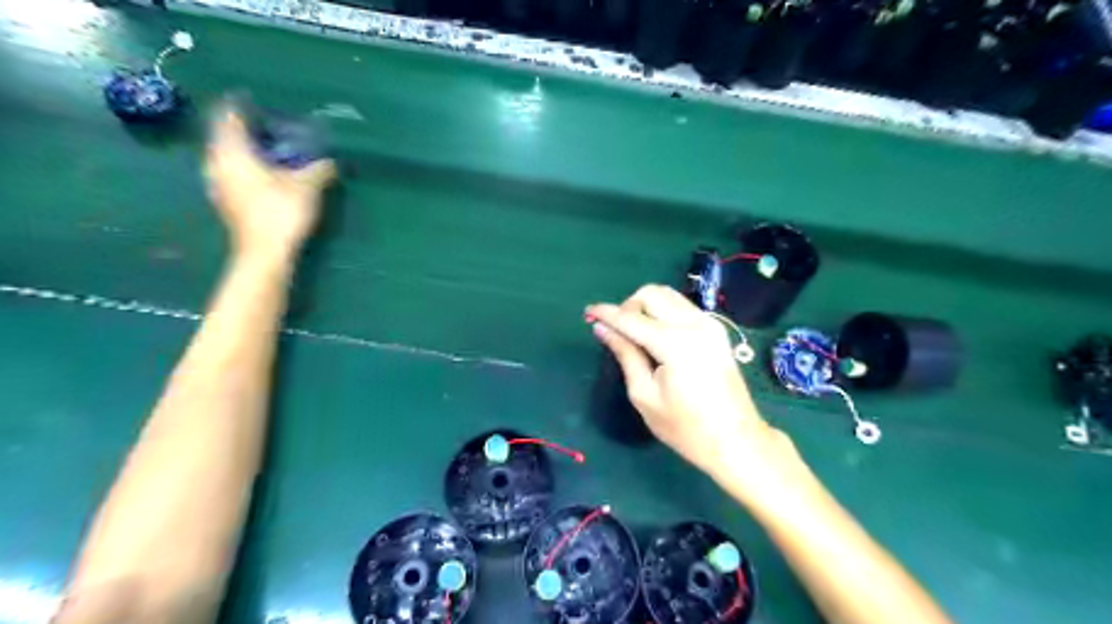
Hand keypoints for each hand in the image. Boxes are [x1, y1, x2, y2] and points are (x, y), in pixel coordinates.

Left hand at [201, 102, 333, 259]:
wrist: (265, 253)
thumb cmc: (281, 212)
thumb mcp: (307, 187)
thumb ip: (319, 169)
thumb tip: (332, 161)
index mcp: (232, 151)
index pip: (228, 116)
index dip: (240, 105)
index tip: (256, 99)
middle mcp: (217, 162)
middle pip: (225, 135)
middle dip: (246, 128)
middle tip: (271, 125)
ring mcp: (218, 184)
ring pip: (228, 155)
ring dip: (246, 149)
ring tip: (271, 149)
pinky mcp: (227, 201)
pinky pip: (233, 172)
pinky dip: (247, 167)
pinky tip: (266, 174)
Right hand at [585, 289, 793, 486]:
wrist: (736, 440)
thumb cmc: (686, 428)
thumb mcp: (645, 395)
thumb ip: (625, 354)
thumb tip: (602, 329)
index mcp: (675, 343)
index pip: (631, 318)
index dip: (606, 313)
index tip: (588, 312)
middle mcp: (694, 324)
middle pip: (651, 294)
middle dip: (628, 306)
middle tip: (617, 332)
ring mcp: (710, 323)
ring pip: (668, 295)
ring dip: (646, 306)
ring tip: (635, 334)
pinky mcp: (717, 329)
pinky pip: (682, 306)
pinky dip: (663, 311)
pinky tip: (657, 336)